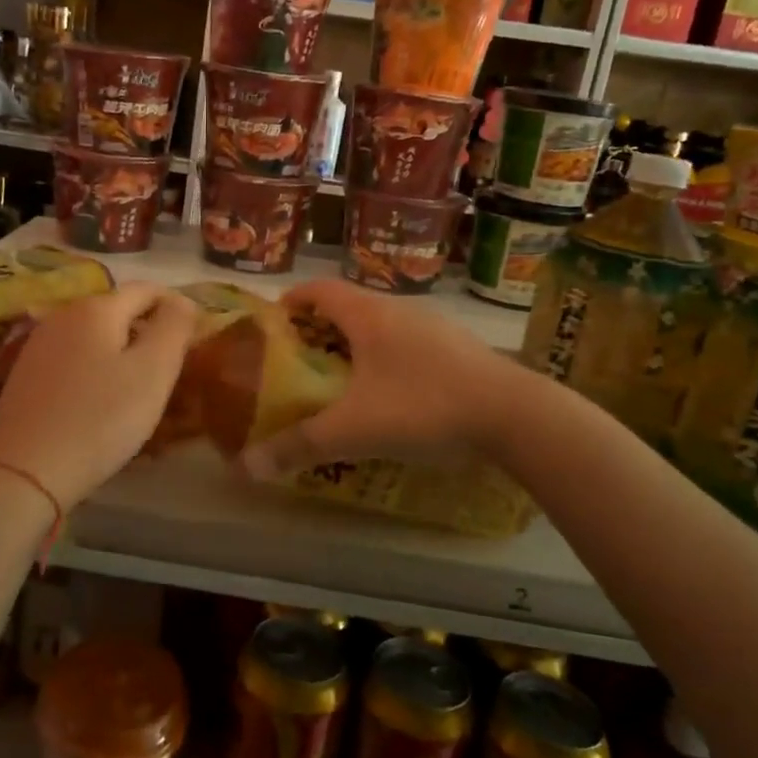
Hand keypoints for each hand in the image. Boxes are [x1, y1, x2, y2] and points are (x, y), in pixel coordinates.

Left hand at [0, 283, 199, 506]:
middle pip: (118, 311)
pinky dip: (96, 369)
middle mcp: (63, 315)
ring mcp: (39, 344)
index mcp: (96, 308)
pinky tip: (102, 402)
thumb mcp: (154, 370)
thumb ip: (174, 326)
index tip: (195, 338)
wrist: (27, 470)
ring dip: (122, 352)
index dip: (176, 307)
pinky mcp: (26, 374)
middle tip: (172, 369)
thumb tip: (182, 300)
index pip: (147, 290)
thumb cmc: (101, 418)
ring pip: (95, 336)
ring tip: (140, 388)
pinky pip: (74, 359)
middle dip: (148, 331)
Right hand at [241, 279, 524, 479]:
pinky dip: (390, 359)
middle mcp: (400, 310)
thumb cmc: (423, 407)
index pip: (318, 289)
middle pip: (349, 306)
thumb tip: (243, 468)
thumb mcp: (353, 431)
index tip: (274, 323)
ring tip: (344, 380)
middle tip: (302, 361)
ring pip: (383, 325)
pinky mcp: (460, 348)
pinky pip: (412, 343)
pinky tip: (395, 395)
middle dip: (321, 329)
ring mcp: (435, 327)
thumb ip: (298, 447)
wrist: (514, 414)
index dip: (292, 301)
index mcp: (368, 315)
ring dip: (358, 344)